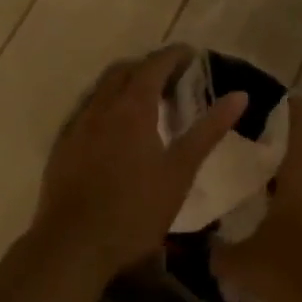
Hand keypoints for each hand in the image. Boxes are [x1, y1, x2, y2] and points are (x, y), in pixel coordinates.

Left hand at [33, 45, 247, 281]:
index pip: (155, 64)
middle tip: (171, 79)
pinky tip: (113, 131)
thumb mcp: (180, 171)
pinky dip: (105, 106)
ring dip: (124, 84)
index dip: (174, 55)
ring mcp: (77, 124)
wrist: (72, 246)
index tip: (192, 55)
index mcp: (133, 106)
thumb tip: (239, 95)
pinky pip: (86, 110)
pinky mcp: (62, 146)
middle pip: (125, 70)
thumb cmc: (135, 209)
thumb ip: (208, 130)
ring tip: (144, 102)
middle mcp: (102, 105)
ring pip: (102, 88)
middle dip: (148, 66)